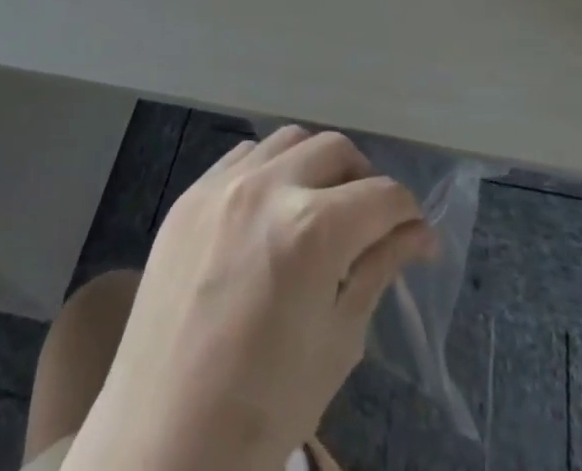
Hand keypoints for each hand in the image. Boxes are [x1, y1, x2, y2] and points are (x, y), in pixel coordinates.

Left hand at [68, 127, 435, 470]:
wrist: (162, 441)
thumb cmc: (263, 408)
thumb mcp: (338, 342)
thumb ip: (379, 270)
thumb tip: (419, 234)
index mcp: (313, 230)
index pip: (384, 195)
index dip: (409, 215)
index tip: (416, 237)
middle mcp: (269, 187)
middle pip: (338, 150)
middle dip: (365, 181)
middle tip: (368, 224)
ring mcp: (223, 184)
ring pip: (290, 140)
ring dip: (316, 165)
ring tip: (318, 210)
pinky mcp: (190, 194)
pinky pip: (244, 155)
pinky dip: (270, 169)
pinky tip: (269, 212)